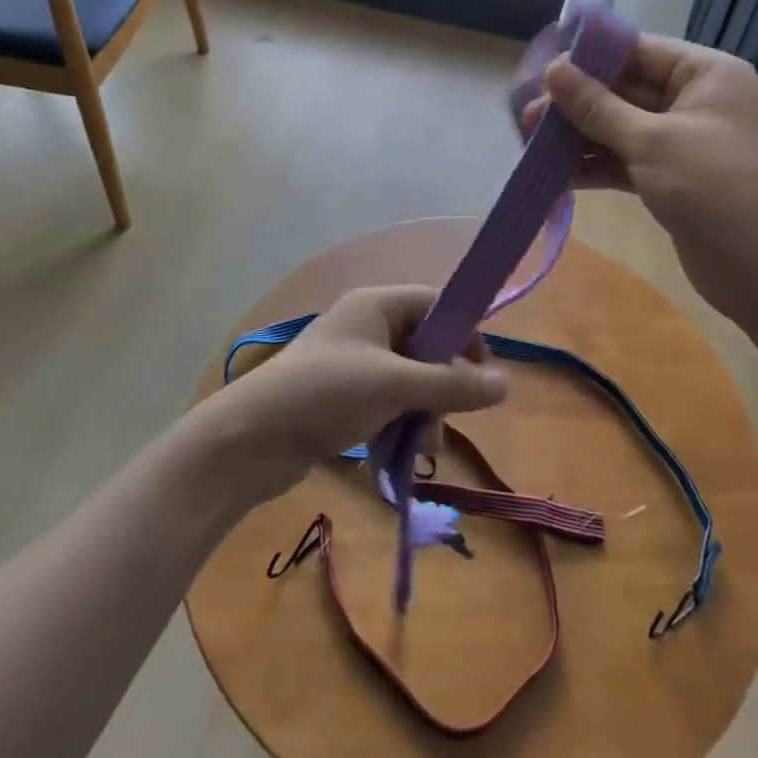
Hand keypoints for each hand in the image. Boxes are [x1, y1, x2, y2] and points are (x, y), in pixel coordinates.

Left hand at [204, 286, 507, 500]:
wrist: (250, 440)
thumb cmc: (326, 394)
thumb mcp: (395, 386)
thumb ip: (452, 385)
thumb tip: (507, 385)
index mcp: (377, 305)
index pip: (436, 303)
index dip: (464, 332)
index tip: (482, 372)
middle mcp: (366, 326)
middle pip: (425, 344)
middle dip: (442, 383)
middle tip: (451, 417)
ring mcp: (352, 362)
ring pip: (408, 379)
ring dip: (424, 410)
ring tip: (425, 447)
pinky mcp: (341, 396)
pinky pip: (386, 401)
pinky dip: (400, 422)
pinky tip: (403, 454)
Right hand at [523, 34, 757, 323]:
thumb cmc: (716, 189)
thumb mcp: (652, 141)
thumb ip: (597, 106)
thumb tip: (553, 70)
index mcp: (704, 74)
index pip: (637, 51)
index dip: (589, 60)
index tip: (543, 74)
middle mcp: (693, 101)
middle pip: (623, 90)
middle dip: (576, 104)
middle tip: (527, 119)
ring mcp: (680, 142)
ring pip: (618, 128)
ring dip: (578, 137)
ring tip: (531, 145)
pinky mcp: (668, 178)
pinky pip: (623, 161)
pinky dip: (593, 166)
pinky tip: (556, 175)